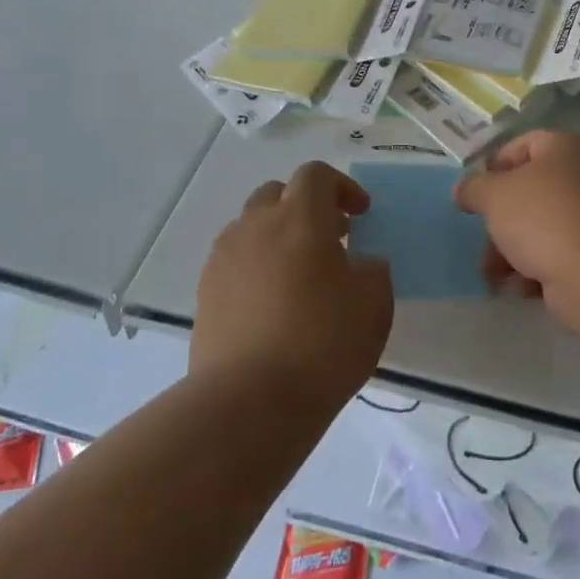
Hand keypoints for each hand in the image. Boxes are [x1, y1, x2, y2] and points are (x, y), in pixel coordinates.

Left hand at [193, 161, 392, 413]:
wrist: (249, 402)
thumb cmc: (322, 344)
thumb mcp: (374, 305)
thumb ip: (372, 271)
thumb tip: (359, 264)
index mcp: (300, 219)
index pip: (316, 176)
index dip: (342, 187)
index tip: (360, 215)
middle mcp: (256, 227)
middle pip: (277, 194)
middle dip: (306, 207)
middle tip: (331, 238)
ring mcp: (224, 259)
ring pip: (251, 227)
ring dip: (278, 236)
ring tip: (300, 274)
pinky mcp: (205, 293)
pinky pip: (235, 261)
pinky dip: (256, 266)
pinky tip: (273, 304)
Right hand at [454, 131, 579, 325]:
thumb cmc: (544, 218)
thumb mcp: (495, 195)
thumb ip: (474, 188)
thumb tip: (464, 189)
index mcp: (565, 148)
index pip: (523, 145)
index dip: (494, 166)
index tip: (474, 194)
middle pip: (530, 192)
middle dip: (500, 220)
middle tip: (481, 241)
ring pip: (541, 227)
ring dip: (511, 250)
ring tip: (493, 276)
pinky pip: (558, 255)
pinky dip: (536, 269)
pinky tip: (521, 288)